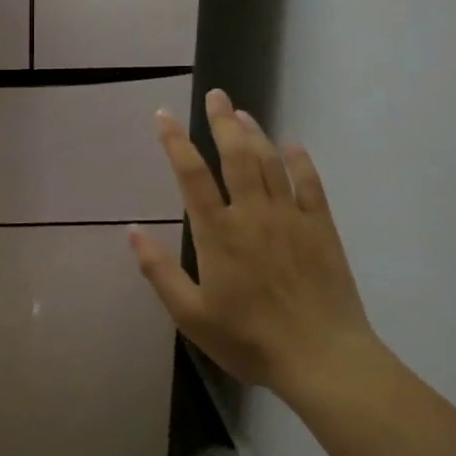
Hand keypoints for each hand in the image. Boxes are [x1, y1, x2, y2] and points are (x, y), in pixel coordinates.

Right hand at [130, 89, 378, 401]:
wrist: (323, 359)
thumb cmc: (249, 339)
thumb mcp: (191, 315)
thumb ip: (159, 271)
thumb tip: (132, 232)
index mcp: (218, 233)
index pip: (191, 175)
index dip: (175, 142)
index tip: (163, 115)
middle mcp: (253, 214)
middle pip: (236, 155)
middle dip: (222, 122)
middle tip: (215, 96)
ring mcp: (290, 218)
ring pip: (270, 163)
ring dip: (255, 134)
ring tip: (242, 113)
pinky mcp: (321, 229)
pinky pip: (310, 186)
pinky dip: (300, 162)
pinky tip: (293, 147)